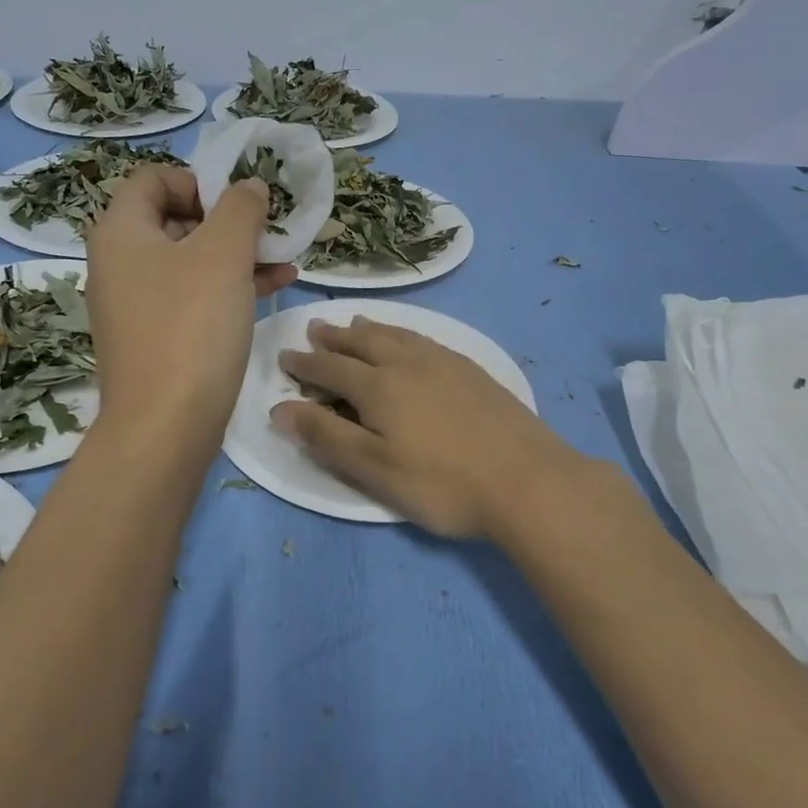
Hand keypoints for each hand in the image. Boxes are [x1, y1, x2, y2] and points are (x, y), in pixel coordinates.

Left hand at [86, 167, 294, 452]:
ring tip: (285, 259)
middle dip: (227, 220)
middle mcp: (120, 263)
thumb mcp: (223, 254)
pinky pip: (193, 296)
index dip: (199, 180)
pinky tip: (275, 287)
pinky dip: (229, 286)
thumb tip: (249, 187)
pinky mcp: (155, 337)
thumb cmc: (191, 326)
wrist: (165, 425)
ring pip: (190, 261)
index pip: (153, 179)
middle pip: (174, 219)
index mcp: (121, 232)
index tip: (238, 203)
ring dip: (237, 254)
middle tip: (267, 231)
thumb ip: (240, 209)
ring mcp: (136, 304)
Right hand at [273, 317, 582, 540]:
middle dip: (334, 337)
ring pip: (396, 335)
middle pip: (362, 342)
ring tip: (354, 324)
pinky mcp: (472, 370)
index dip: (305, 363)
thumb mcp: (374, 469)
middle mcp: (408, 363)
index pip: (330, 367)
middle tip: (314, 329)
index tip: (285, 356)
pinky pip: (425, 339)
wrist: (527, 480)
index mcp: (379, 386)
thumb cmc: (442, 483)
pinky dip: (404, 334)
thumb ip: (326, 436)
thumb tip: (280, 409)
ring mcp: (444, 362)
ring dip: (369, 329)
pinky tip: (410, 342)